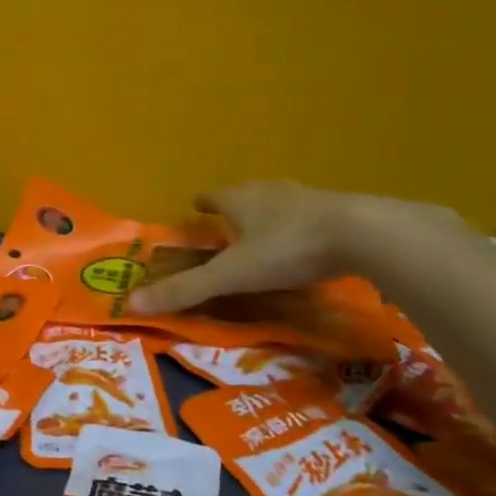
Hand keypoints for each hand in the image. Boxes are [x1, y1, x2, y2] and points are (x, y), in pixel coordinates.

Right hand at [126, 182, 369, 314]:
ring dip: (270, 211)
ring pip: (281, 200)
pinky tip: (311, 240)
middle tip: (229, 219)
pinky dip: (304, 223)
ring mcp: (308, 198)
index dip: (204, 201)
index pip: (214, 196)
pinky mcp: (341, 211)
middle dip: (236, 204)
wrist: (364, 234)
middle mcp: (271, 192)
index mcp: (241, 201)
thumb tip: (130, 303)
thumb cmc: (288, 248)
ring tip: (266, 228)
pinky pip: (314, 214)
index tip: (196, 204)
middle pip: (247, 193)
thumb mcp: (232, 275)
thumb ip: (187, 289)